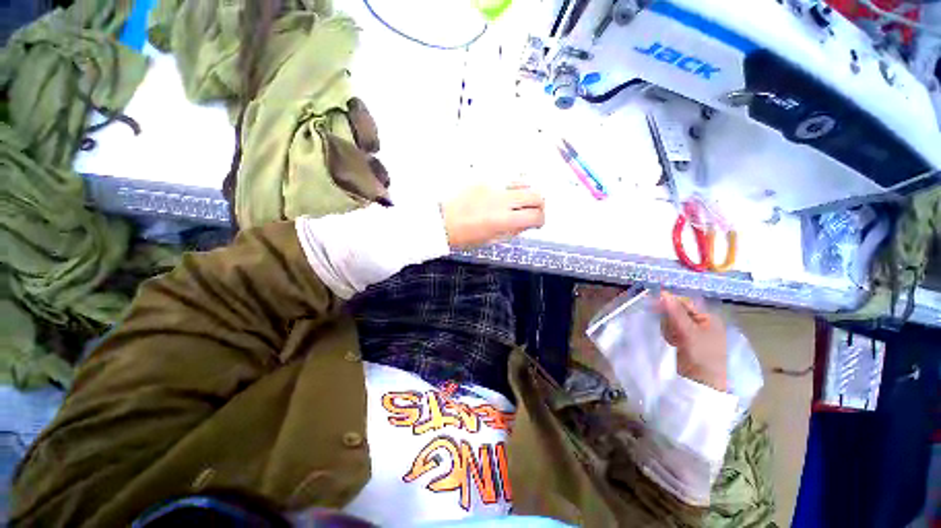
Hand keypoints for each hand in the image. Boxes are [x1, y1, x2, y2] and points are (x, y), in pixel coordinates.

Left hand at [442, 184, 545, 248]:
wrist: (438, 220)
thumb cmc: (461, 235)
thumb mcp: (489, 241)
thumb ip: (512, 232)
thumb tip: (527, 224)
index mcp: (502, 220)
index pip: (535, 216)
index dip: (540, 220)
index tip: (537, 223)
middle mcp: (501, 199)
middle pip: (535, 194)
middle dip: (540, 204)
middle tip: (533, 211)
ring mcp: (493, 185)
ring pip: (524, 181)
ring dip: (527, 191)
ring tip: (520, 200)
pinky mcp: (484, 177)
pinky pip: (507, 177)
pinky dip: (513, 185)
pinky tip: (505, 193)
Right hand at [658, 291, 727, 391]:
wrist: (703, 382)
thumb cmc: (702, 354)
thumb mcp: (689, 332)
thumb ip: (676, 313)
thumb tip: (663, 293)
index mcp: (707, 317)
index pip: (685, 302)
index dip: (670, 302)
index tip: (653, 302)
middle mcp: (700, 322)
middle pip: (677, 311)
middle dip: (669, 318)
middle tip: (668, 327)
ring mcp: (692, 332)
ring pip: (671, 321)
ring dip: (668, 328)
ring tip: (673, 339)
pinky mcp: (684, 340)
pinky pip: (671, 330)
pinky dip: (669, 335)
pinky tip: (673, 343)